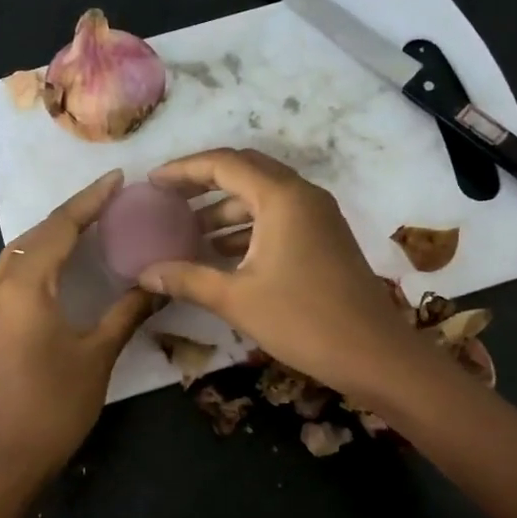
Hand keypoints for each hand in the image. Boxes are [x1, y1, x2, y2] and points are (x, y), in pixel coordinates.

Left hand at [0, 170, 157, 479]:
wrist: (5, 457)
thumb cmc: (55, 405)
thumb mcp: (98, 355)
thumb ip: (127, 312)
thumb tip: (159, 283)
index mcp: (25, 288)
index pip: (59, 229)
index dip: (89, 201)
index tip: (117, 180)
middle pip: (34, 235)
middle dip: (70, 214)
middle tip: (107, 201)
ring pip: (17, 253)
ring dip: (49, 234)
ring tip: (86, 226)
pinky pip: (11, 274)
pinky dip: (37, 257)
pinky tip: (59, 267)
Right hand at [138, 148, 425, 398]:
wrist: (373, 353)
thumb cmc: (303, 321)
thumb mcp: (237, 299)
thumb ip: (187, 279)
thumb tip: (144, 274)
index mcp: (281, 197)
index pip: (223, 164)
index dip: (183, 170)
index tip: (151, 183)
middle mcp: (302, 194)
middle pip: (245, 171)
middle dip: (203, 182)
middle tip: (168, 200)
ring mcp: (318, 215)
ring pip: (263, 196)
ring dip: (225, 208)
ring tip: (187, 232)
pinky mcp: (325, 237)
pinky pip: (279, 216)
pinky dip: (247, 226)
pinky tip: (221, 253)